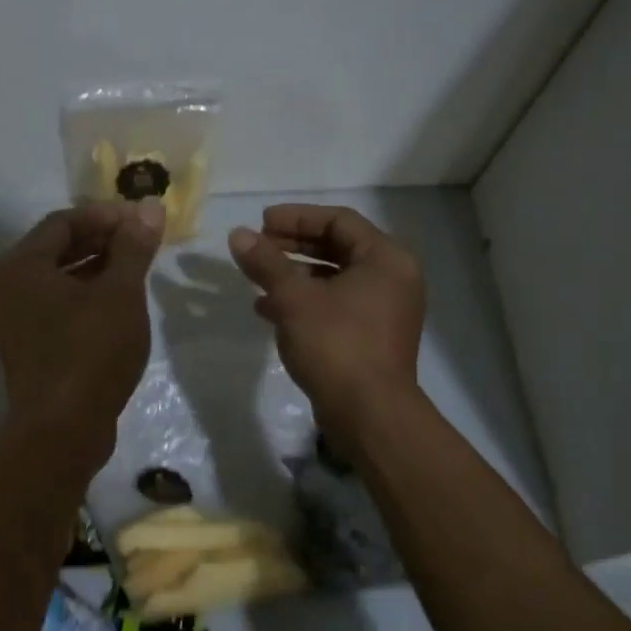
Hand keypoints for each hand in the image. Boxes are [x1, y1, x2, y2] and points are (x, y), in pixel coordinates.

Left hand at [0, 200, 165, 466]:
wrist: (63, 430)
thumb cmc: (90, 351)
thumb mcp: (120, 293)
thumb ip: (133, 247)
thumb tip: (150, 208)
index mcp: (19, 265)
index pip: (63, 221)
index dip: (105, 216)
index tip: (142, 221)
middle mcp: (6, 287)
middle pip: (57, 248)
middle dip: (102, 241)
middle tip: (142, 243)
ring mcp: (13, 320)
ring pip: (57, 280)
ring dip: (96, 269)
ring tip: (136, 270)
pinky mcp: (26, 347)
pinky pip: (55, 307)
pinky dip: (84, 297)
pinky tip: (118, 304)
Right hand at [228, 204, 425, 444]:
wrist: (369, 414)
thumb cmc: (336, 344)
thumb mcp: (294, 298)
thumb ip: (266, 262)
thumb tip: (238, 235)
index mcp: (385, 259)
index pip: (339, 220)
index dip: (297, 217)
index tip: (261, 223)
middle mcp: (392, 278)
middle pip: (337, 247)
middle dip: (293, 245)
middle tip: (258, 246)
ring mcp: (384, 310)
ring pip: (333, 278)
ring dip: (294, 275)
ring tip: (257, 279)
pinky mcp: (371, 337)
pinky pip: (334, 305)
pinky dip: (304, 301)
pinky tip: (268, 310)